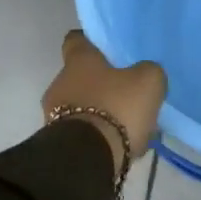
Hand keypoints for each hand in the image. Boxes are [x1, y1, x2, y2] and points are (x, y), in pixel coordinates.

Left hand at [42, 30, 166, 177]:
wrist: (87, 160)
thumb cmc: (116, 108)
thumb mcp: (147, 81)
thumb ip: (147, 71)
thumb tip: (144, 73)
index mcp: (78, 61)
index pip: (75, 39)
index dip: (90, 41)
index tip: (105, 48)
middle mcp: (60, 83)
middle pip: (78, 76)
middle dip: (99, 83)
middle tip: (124, 91)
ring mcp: (53, 115)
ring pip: (79, 105)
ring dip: (97, 111)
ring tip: (124, 124)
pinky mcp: (57, 143)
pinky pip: (80, 131)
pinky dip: (95, 135)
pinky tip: (116, 144)